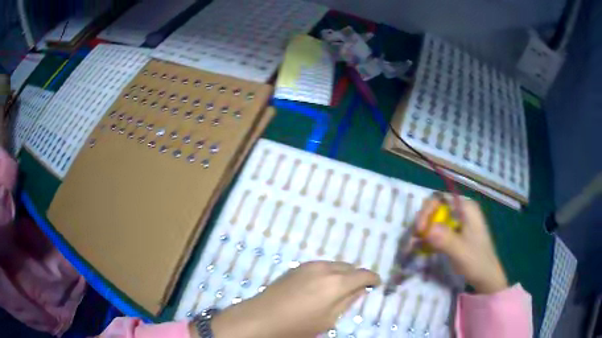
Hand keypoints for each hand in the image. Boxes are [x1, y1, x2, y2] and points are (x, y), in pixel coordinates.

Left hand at [209, 261, 380, 337]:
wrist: (262, 317)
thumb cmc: (298, 325)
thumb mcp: (328, 319)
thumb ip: (347, 301)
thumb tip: (359, 290)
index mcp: (337, 283)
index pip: (363, 274)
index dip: (373, 279)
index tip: (377, 285)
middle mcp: (325, 268)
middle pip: (349, 267)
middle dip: (357, 276)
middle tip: (358, 289)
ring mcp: (309, 265)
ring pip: (335, 265)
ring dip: (342, 273)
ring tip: (340, 288)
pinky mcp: (297, 267)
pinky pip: (321, 266)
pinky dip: (329, 272)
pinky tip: (322, 285)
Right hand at [415, 196, 507, 293]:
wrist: (486, 277)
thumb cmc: (477, 262)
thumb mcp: (461, 252)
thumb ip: (445, 239)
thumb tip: (426, 229)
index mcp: (466, 208)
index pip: (440, 198)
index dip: (427, 210)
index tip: (420, 230)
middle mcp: (461, 210)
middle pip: (435, 207)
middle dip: (423, 220)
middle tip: (415, 237)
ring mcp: (458, 221)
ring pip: (434, 218)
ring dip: (423, 229)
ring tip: (415, 244)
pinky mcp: (454, 233)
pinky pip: (437, 229)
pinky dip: (428, 236)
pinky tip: (421, 247)